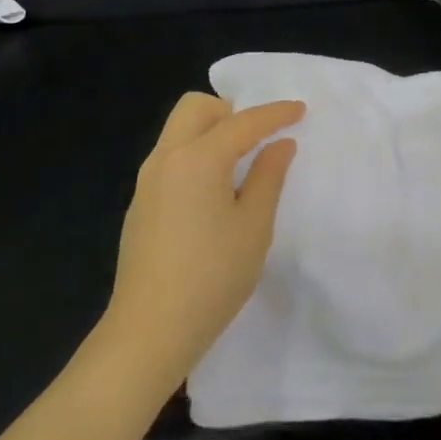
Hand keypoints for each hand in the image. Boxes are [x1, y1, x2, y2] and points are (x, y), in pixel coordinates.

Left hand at [106, 93, 303, 387]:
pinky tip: (212, 196)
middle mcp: (166, 158)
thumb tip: (280, 144)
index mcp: (197, 158)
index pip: (242, 122)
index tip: (300, 110)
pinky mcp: (140, 204)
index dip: (275, 113)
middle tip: (258, 138)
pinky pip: (170, 159)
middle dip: (230, 111)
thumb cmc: (212, 277)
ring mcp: (146, 181)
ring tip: (239, 167)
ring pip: (179, 132)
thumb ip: (268, 177)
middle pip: (195, 108)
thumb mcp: (254, 226)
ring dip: (211, 133)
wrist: (149, 330)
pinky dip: (195, 157)